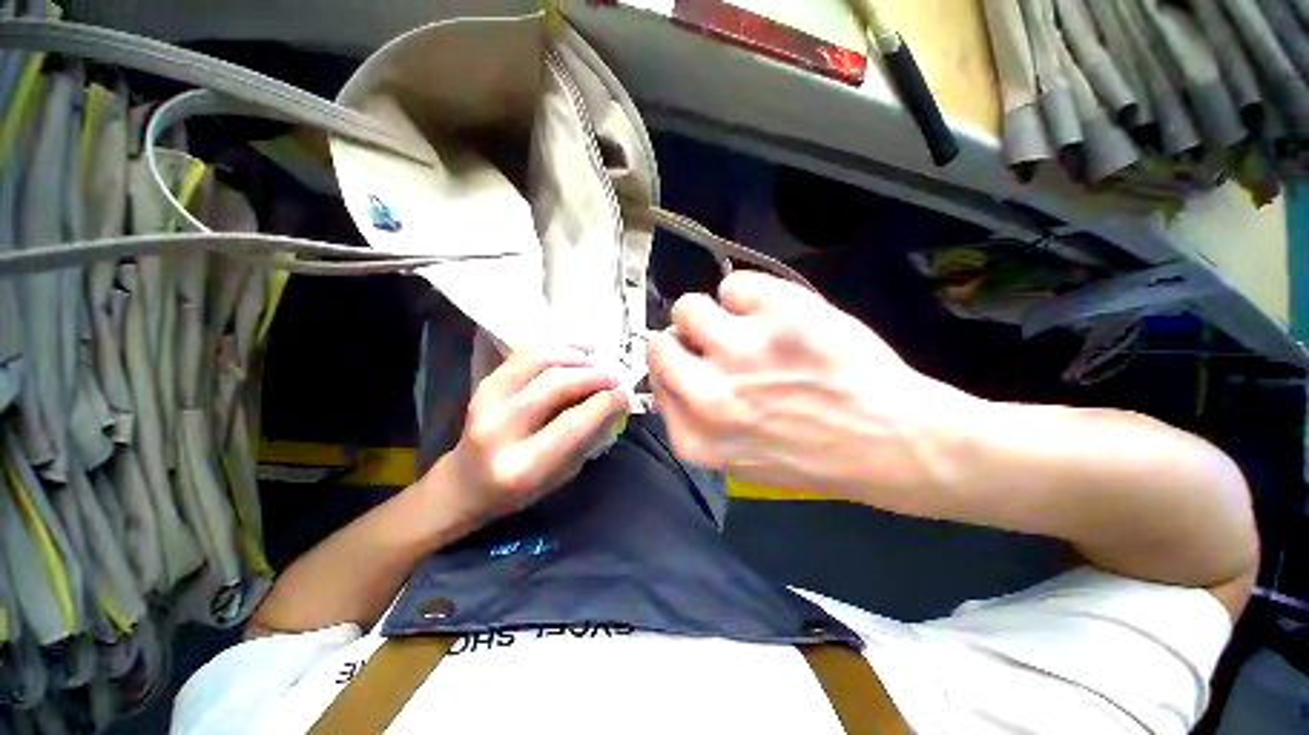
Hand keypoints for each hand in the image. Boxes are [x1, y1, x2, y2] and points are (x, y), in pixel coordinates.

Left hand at [425, 345, 626, 527]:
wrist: (467, 483)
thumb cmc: (521, 488)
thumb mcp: (562, 475)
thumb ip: (587, 438)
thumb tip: (614, 401)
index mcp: (522, 466)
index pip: (574, 423)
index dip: (607, 402)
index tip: (624, 395)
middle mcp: (499, 430)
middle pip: (556, 384)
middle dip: (594, 375)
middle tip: (614, 378)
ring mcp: (486, 401)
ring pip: (539, 359)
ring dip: (576, 356)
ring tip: (596, 362)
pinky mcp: (484, 383)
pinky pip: (525, 353)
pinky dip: (557, 346)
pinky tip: (578, 350)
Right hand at [647, 271, 981, 498]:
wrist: (894, 443)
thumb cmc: (815, 453)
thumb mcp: (739, 457)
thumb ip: (696, 421)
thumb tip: (671, 376)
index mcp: (696, 436)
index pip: (655, 380)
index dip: (678, 369)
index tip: (699, 366)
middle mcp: (708, 396)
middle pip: (661, 343)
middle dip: (686, 340)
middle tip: (719, 343)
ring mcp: (741, 352)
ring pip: (689, 307)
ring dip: (714, 314)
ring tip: (749, 326)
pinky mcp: (778, 315)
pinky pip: (733, 284)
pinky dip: (752, 296)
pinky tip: (780, 317)